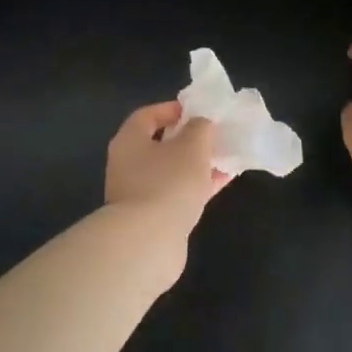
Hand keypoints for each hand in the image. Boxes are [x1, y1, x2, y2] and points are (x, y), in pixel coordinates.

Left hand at [105, 101, 230, 230]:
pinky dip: (196, 185)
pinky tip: (221, 182)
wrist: (149, 241)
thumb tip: (201, 124)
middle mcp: (128, 165)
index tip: (199, 111)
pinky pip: (176, 193)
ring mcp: (138, 193)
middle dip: (189, 139)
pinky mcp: (152, 217)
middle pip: (159, 144)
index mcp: (129, 141)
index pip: (147, 115)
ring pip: (171, 170)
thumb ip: (200, 128)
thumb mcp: (192, 146)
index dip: (173, 109)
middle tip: (214, 135)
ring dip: (196, 164)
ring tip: (224, 158)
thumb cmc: (168, 182)